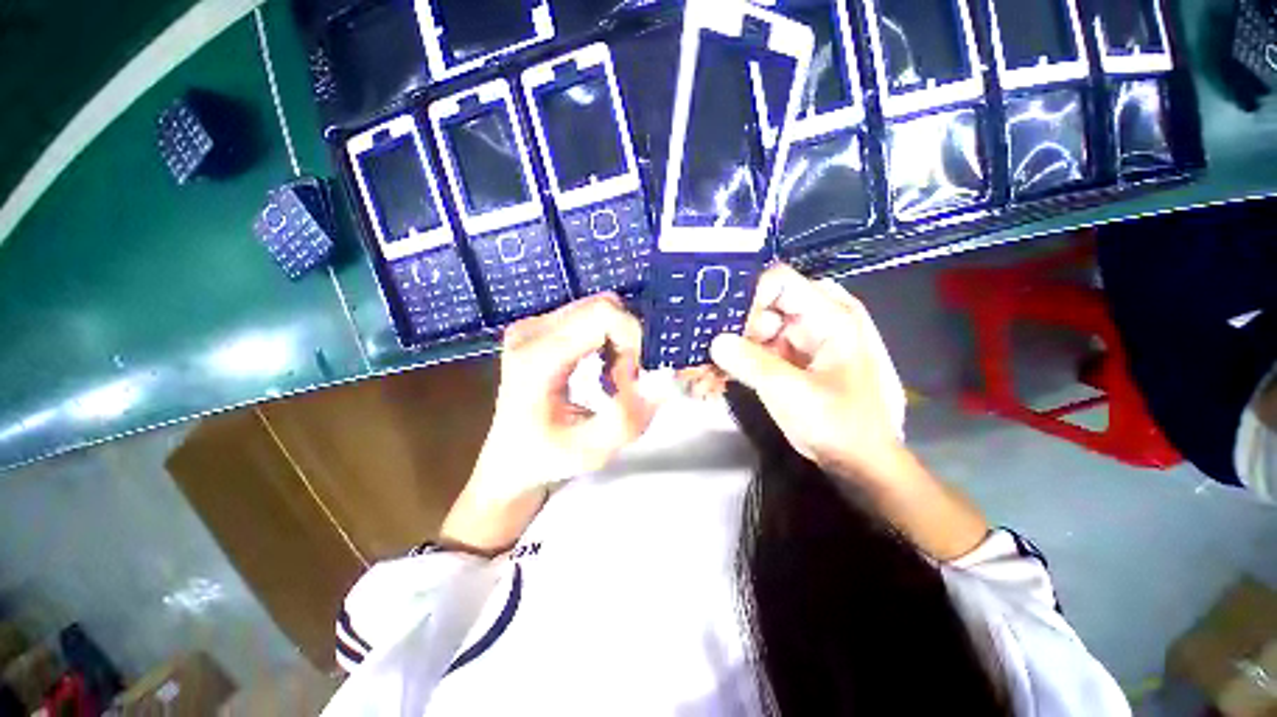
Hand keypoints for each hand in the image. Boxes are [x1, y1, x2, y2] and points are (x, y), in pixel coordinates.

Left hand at [441, 294, 655, 554]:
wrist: (509, 460)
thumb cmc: (546, 459)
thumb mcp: (591, 452)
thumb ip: (629, 419)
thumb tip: (664, 381)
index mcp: (535, 358)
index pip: (603, 316)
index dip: (631, 344)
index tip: (629, 383)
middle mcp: (530, 331)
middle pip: (602, 307)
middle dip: (628, 343)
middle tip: (625, 382)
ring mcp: (531, 325)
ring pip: (598, 309)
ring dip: (619, 342)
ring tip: (612, 379)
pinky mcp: (538, 326)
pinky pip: (589, 316)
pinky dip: (608, 339)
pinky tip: (601, 369)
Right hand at [709, 264, 906, 479]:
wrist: (861, 462)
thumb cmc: (839, 424)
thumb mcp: (791, 392)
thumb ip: (750, 363)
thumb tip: (714, 341)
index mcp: (830, 317)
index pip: (780, 282)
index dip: (747, 297)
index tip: (721, 324)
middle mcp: (817, 320)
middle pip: (764, 306)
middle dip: (733, 328)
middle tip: (709, 352)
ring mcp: (803, 340)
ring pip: (757, 330)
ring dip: (731, 349)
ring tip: (703, 371)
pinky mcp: (792, 359)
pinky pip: (759, 349)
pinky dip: (739, 362)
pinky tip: (717, 378)